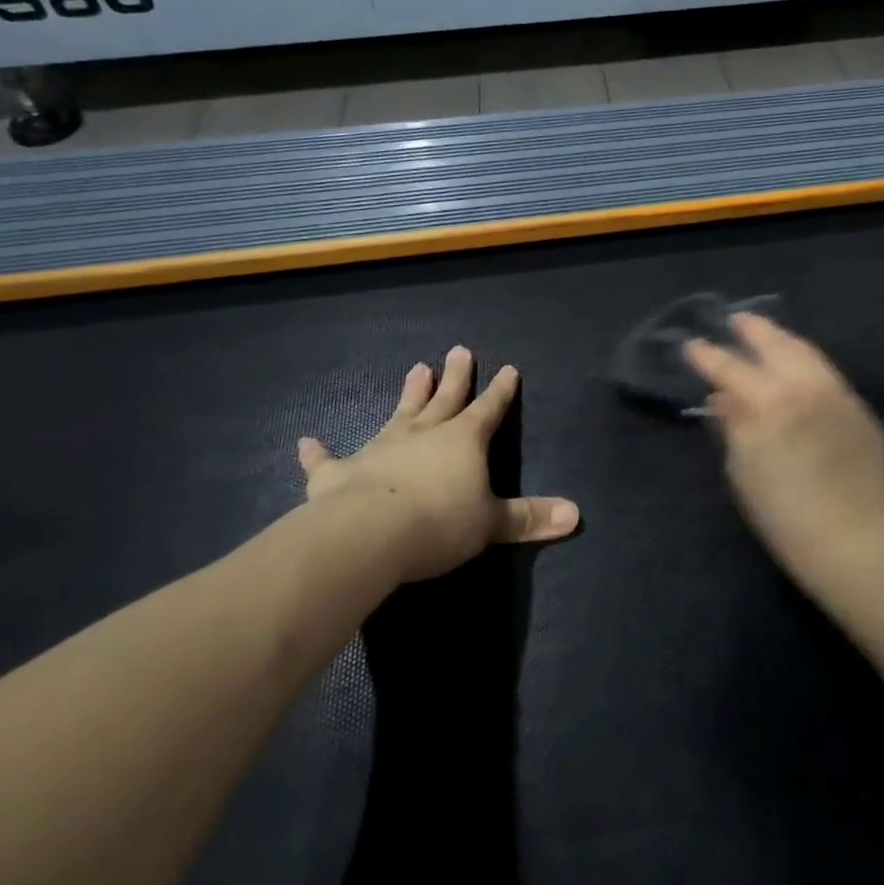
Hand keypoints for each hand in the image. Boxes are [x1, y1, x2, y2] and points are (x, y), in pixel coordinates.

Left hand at [296, 346, 580, 585]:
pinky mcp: (339, 473)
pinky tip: (306, 441)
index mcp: (462, 441)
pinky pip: (328, 459)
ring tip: (416, 368)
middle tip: (459, 349)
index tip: (508, 368)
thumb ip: (529, 518)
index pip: (489, 410)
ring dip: (408, 394)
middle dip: (455, 376)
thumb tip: (576, 515)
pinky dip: (318, 452)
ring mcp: (379, 449)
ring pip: (399, 414)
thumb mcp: (491, 524)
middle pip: (444, 399)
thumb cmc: (439, 524)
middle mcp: (422, 435)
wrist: (368, 535)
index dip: (501, 392)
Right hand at [684, 314, 883, 579]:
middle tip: (736, 320)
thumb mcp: (743, 470)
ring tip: (767, 334)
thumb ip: (733, 424)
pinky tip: (799, 365)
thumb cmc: (784, 515)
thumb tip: (723, 395)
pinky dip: (806, 360)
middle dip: (752, 329)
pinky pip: (827, 371)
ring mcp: (837, 392)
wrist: (855, 539)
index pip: (730, 367)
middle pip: (774, 343)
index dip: (707, 355)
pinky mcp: (859, 407)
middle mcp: (805, 385)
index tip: (691, 345)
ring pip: (806, 351)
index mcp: (769, 402)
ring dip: (782, 339)